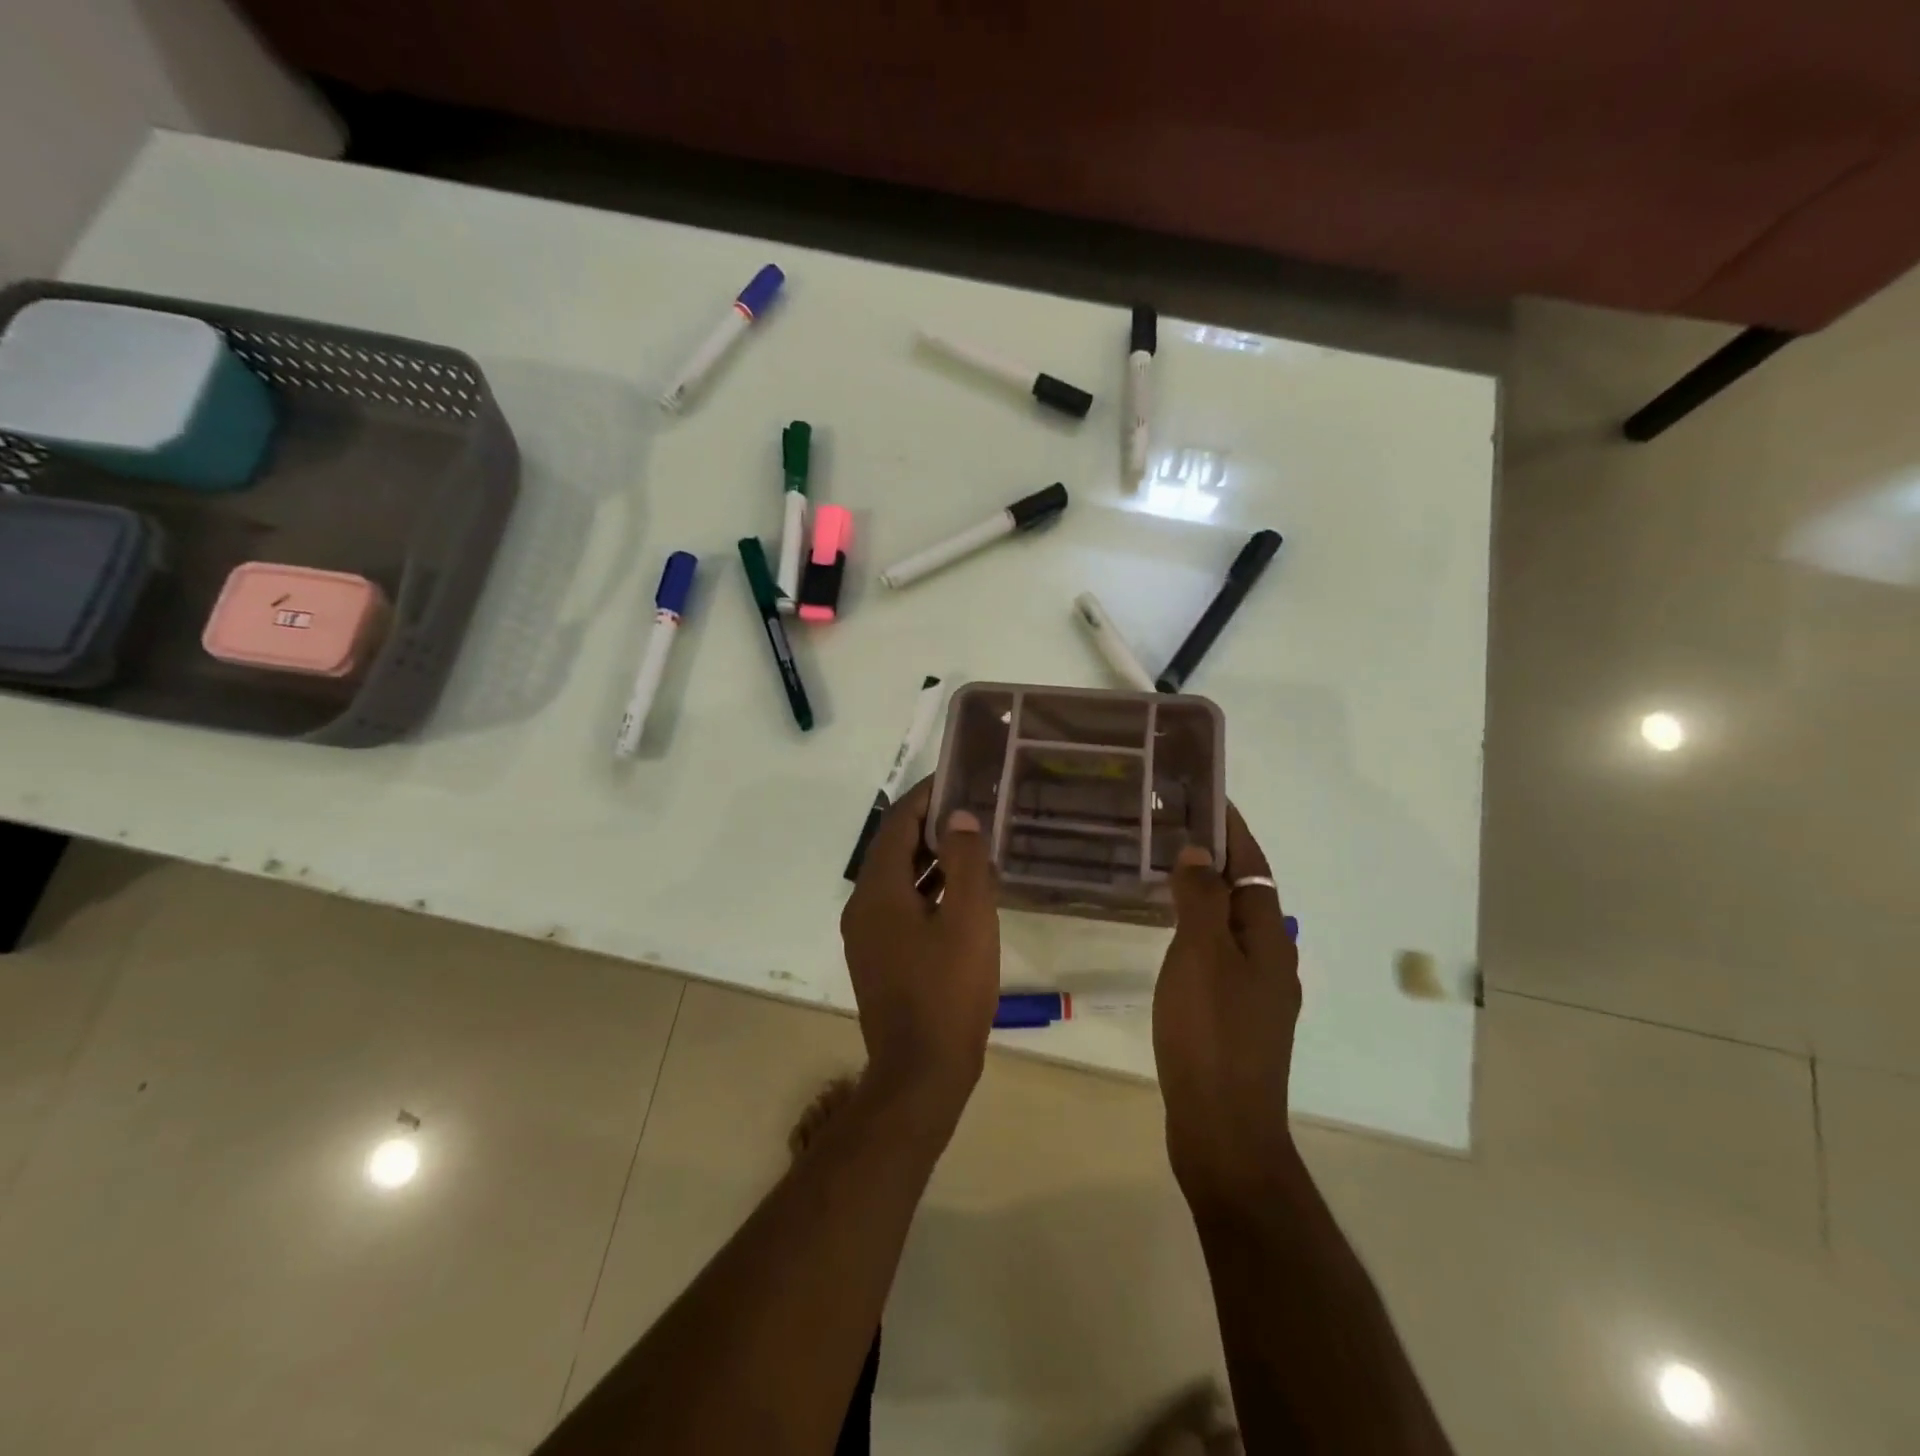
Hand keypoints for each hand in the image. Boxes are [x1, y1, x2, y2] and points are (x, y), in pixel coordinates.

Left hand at [840, 778, 1000, 1126]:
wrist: (922, 1073)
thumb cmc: (948, 991)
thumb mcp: (968, 919)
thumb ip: (965, 862)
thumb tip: (960, 817)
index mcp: (878, 891)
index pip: (897, 824)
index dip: (925, 796)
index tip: (955, 776)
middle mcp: (863, 906)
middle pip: (893, 849)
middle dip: (930, 824)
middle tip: (970, 807)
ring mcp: (867, 934)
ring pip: (898, 879)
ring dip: (930, 858)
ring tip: (971, 842)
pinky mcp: (879, 957)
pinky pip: (901, 906)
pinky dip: (927, 889)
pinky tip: (959, 892)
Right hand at [1154, 804, 1301, 1205]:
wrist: (1224, 1128)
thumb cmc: (1210, 1033)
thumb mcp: (1201, 956)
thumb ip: (1202, 900)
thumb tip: (1202, 852)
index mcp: (1269, 938)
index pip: (1254, 866)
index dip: (1234, 830)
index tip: (1211, 796)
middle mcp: (1271, 958)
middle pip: (1247, 892)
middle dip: (1219, 856)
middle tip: (1176, 828)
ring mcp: (1256, 991)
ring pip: (1232, 924)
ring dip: (1207, 892)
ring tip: (1169, 871)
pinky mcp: (1236, 1016)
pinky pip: (1219, 952)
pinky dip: (1199, 928)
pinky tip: (1173, 934)